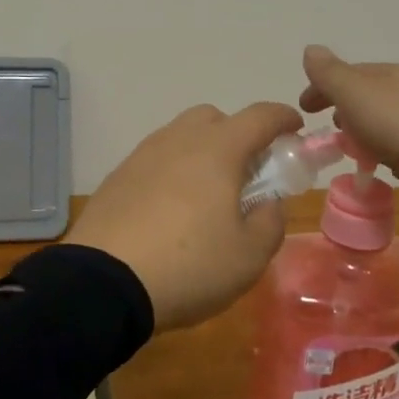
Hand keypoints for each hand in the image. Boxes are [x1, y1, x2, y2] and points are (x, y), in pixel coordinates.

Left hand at [69, 101, 303, 330]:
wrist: (102, 283)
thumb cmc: (189, 266)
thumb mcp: (249, 256)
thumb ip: (270, 221)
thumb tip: (267, 202)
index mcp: (218, 149)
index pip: (259, 116)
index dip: (283, 118)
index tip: (295, 129)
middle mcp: (179, 140)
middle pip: (214, 118)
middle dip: (237, 134)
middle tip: (247, 172)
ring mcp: (142, 155)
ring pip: (181, 136)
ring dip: (202, 152)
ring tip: (207, 196)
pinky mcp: (117, 177)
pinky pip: (155, 160)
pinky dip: (172, 171)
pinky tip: (171, 210)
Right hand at [298, 45, 398, 202]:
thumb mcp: (356, 95)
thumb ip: (330, 74)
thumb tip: (310, 48)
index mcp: (383, 74)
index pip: (343, 75)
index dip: (320, 89)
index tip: (304, 109)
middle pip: (369, 95)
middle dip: (347, 110)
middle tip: (333, 132)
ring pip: (390, 118)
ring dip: (372, 131)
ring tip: (362, 155)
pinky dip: (398, 149)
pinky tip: (398, 167)